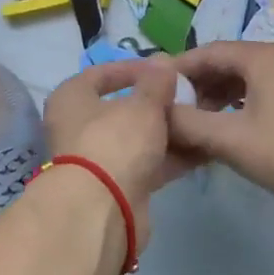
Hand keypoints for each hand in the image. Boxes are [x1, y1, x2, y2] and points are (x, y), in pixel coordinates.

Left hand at [42, 58, 199, 248]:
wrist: (101, 211)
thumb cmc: (114, 142)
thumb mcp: (142, 105)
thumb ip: (156, 82)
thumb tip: (162, 63)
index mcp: (71, 98)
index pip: (101, 73)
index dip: (135, 68)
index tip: (166, 70)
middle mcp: (77, 127)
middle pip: (122, 109)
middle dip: (157, 104)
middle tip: (190, 97)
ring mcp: (96, 160)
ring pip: (136, 139)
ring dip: (168, 132)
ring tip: (202, 121)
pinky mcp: (115, 187)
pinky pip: (146, 164)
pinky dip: (170, 158)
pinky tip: (202, 150)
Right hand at [167, 42, 273, 207]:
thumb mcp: (230, 139)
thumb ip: (187, 123)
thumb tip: (157, 114)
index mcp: (261, 57)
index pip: (207, 52)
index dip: (176, 68)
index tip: (151, 88)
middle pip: (226, 64)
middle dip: (196, 86)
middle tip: (170, 111)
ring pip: (244, 82)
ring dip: (216, 99)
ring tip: (195, 125)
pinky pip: (261, 96)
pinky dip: (238, 108)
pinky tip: (228, 131)